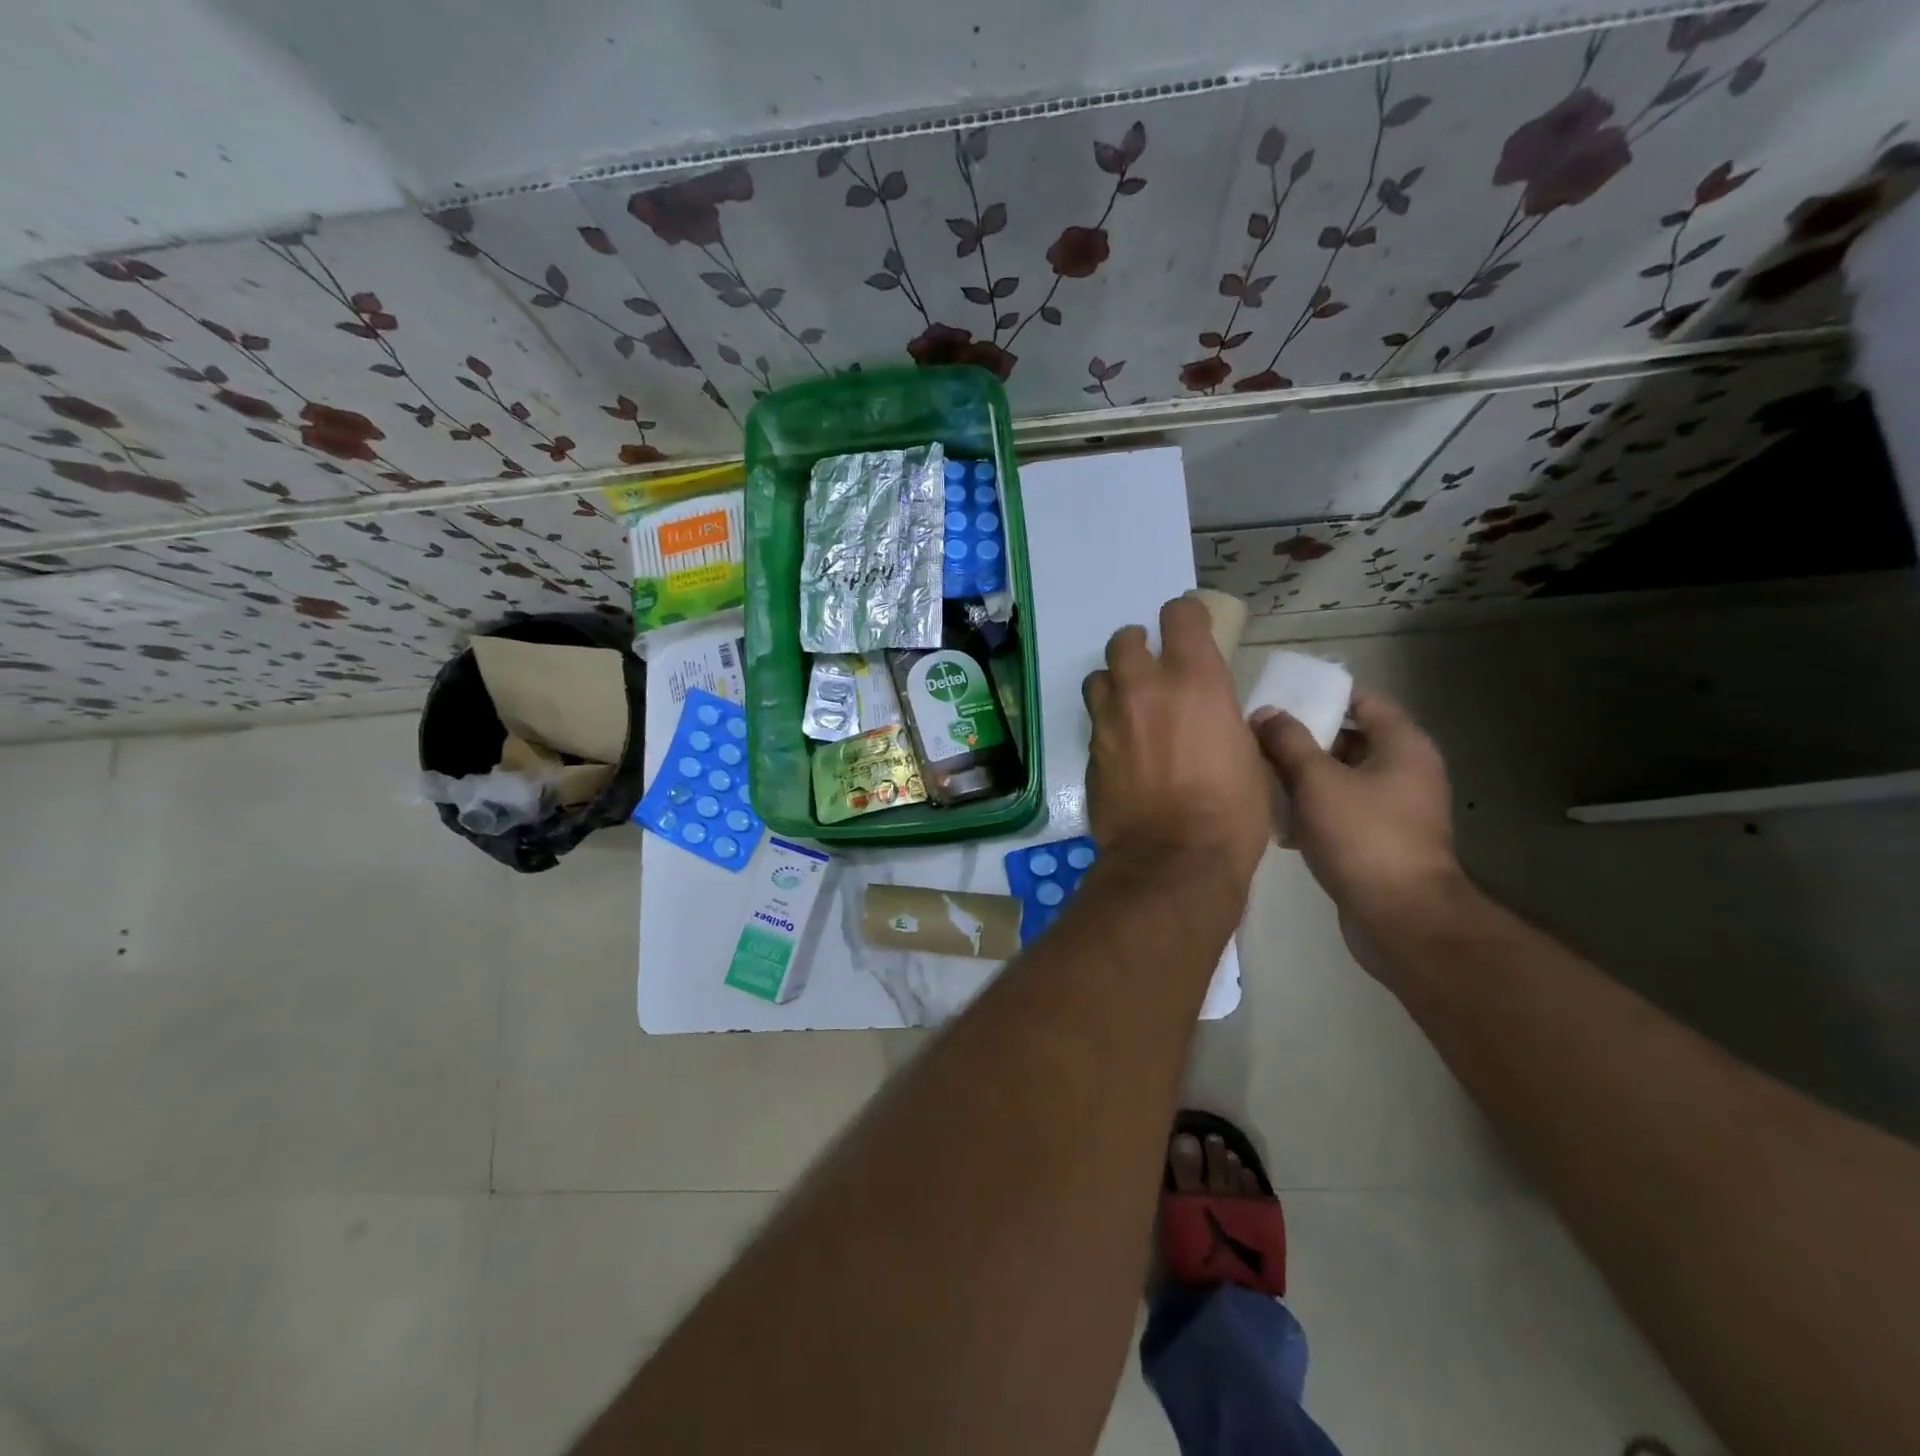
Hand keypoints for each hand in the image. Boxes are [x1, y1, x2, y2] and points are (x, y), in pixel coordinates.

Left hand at [1083, 597, 1271, 892]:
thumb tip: (1223, 721)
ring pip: (1098, 678)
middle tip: (1152, 666)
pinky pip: (1094, 723)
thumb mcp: (1250, 757)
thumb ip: (1227, 723)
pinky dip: (1107, 725)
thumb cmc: (1231, 811)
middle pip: (1123, 640)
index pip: (1180, 614)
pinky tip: (1122, 749)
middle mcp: (1143, 689)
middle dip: (1138, 645)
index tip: (1192, 629)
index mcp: (1194, 680)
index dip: (1186, 616)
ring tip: (1129, 705)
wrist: (1173, 860)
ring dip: (1113, 683)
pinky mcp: (1089, 753)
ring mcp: (1109, 720)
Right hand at [1252, 688, 1466, 974]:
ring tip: (1258, 776)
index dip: (1322, 694)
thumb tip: (1266, 713)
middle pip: (1348, 739)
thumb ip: (1288, 742)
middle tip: (1258, 739)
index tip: (1280, 698)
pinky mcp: (1378, 840)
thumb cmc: (1363, 837)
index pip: (1363, 700)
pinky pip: (1339, 810)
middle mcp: (1404, 771)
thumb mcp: (1317, 781)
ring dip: (1300, 776)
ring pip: (1339, 777)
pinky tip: (1276, 819)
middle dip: (1301, 738)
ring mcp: (1393, 808)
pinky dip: (1310, 809)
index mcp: (1402, 746)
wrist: (1400, 919)